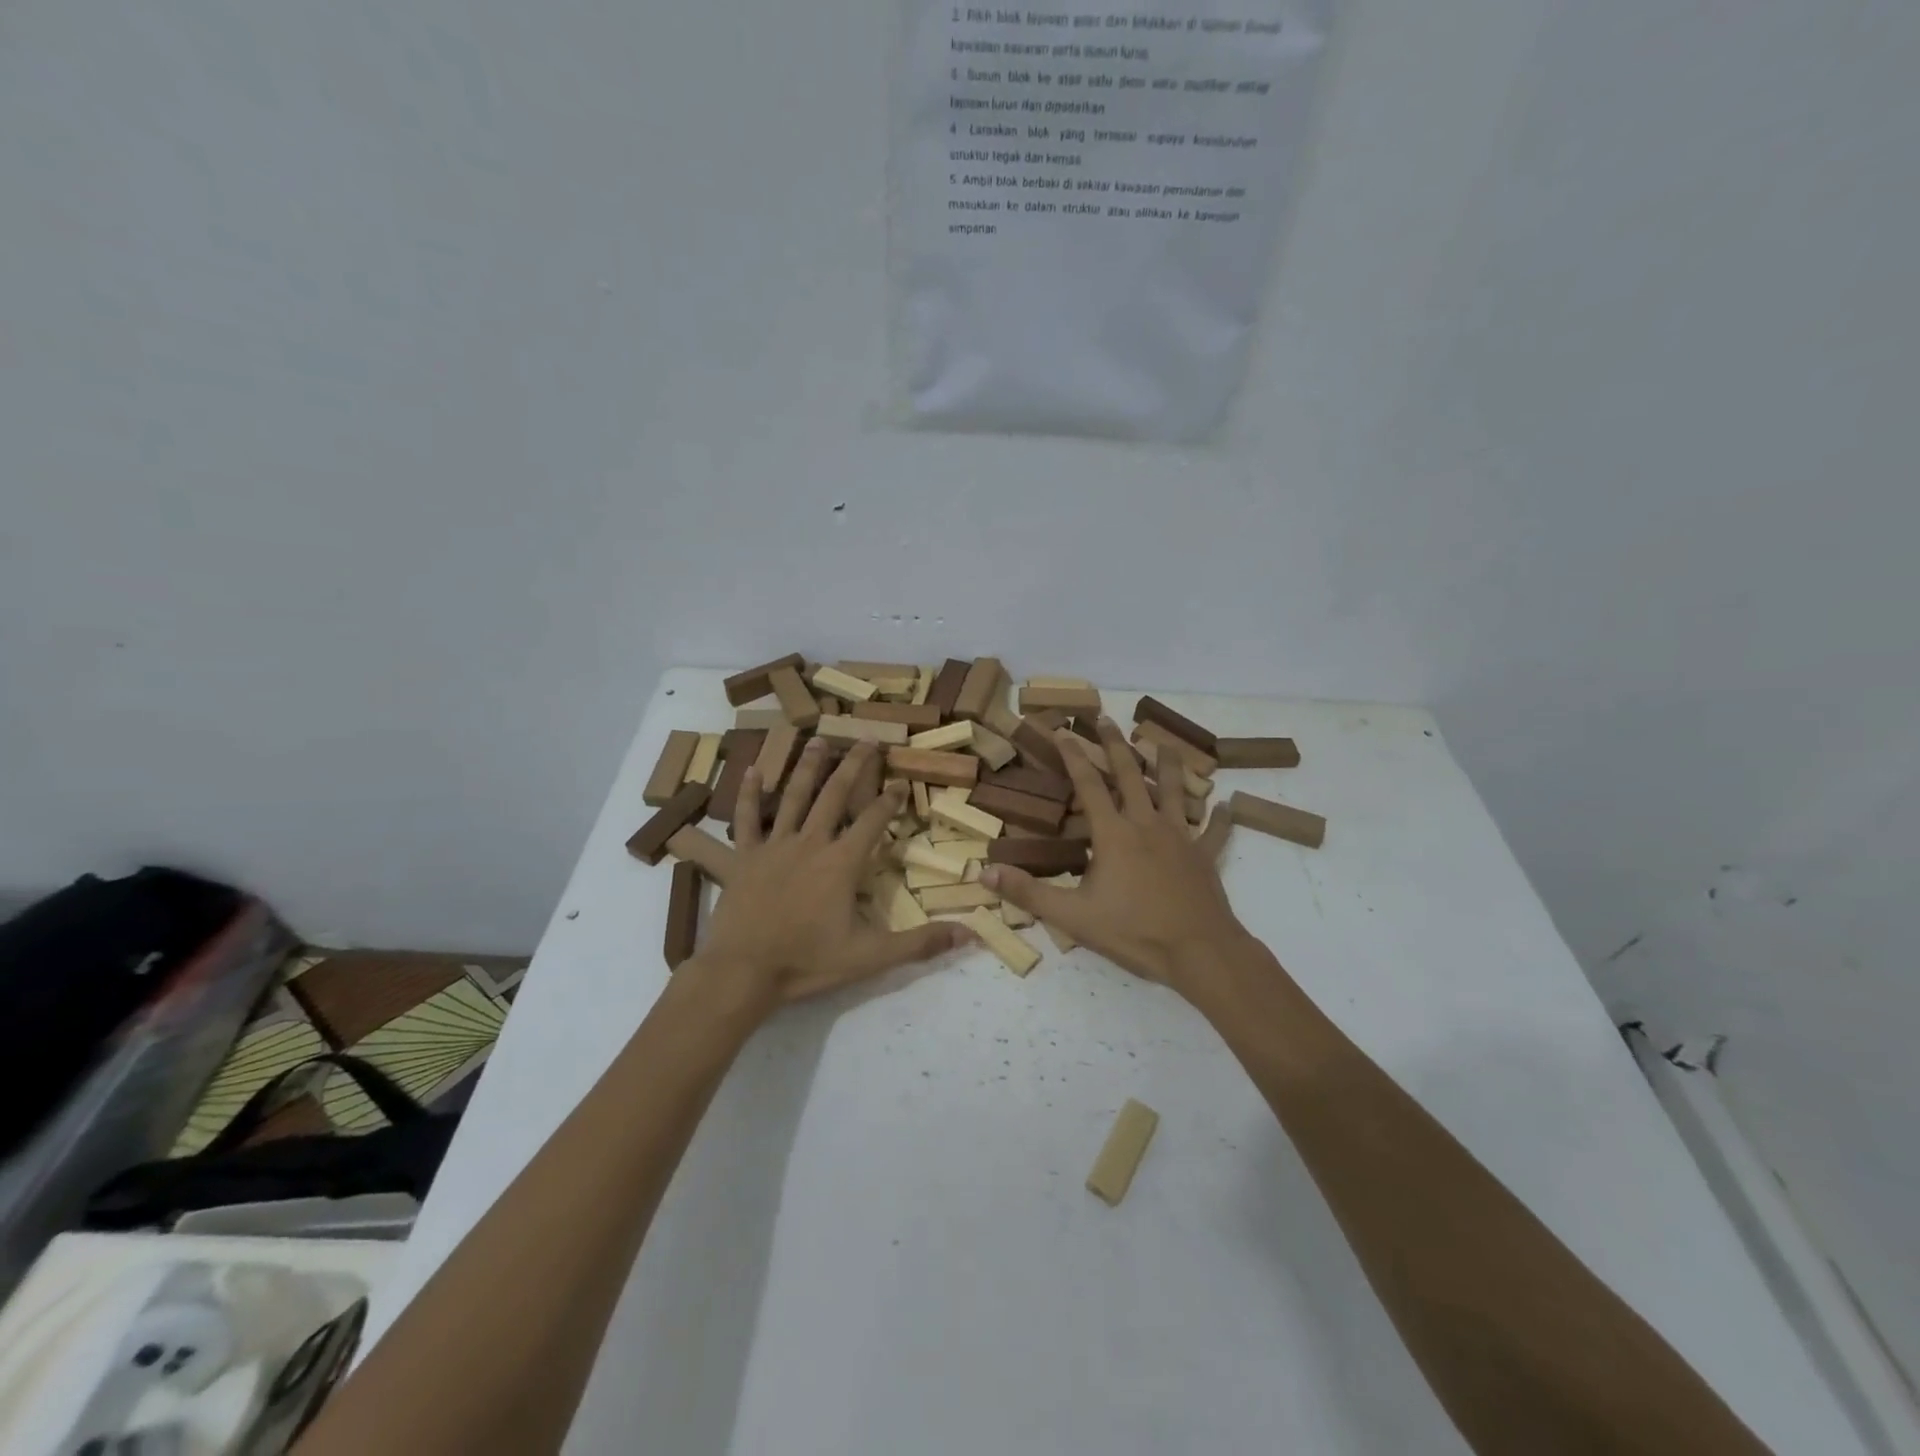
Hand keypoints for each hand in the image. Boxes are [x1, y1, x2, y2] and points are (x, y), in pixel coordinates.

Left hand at [697, 738, 966, 1008]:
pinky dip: (748, 794)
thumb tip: (970, 935)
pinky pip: (745, 819)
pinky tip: (752, 770)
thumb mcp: (870, 957)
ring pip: (793, 796)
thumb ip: (920, 943)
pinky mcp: (744, 857)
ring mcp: (774, 846)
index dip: (890, 800)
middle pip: (835, 795)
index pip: (873, 821)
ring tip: (819, 739)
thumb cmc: (807, 962)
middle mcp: (811, 843)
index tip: (900, 781)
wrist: (743, 972)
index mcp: (842, 863)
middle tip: (867, 739)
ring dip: (808, 766)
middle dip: (854, 765)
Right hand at [980, 719, 1249, 997]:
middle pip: (1129, 775)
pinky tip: (1227, 805)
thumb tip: (985, 873)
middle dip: (1115, 745)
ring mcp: (1180, 838)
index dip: (1073, 756)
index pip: (1088, 785)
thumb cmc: (1134, 932)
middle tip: (1105, 718)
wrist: (1199, 951)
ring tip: (1162, 742)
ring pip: (1173, 791)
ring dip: (1166, 764)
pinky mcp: (1204, 857)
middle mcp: (1147, 825)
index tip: (1062, 730)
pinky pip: (1213, 832)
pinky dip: (1219, 818)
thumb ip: (1029, 893)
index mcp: (1113, 835)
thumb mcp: (1073, 916)